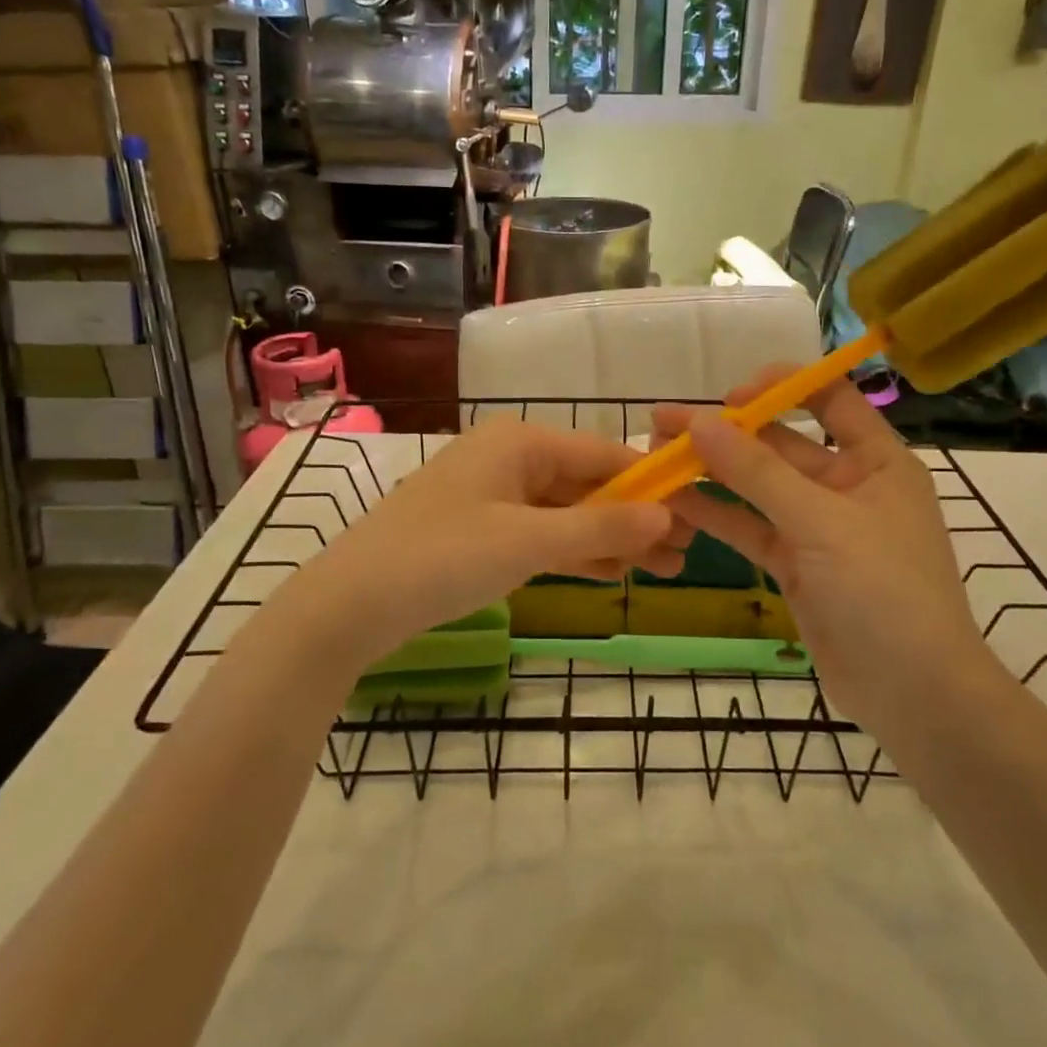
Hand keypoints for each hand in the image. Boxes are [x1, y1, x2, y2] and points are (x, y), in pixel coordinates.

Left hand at [279, 418, 687, 674]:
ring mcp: (494, 496)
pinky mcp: (481, 530)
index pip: (604, 454)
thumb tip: (667, 516)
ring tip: (662, 570)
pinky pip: (541, 534)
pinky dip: (574, 552)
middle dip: (635, 518)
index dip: (651, 483)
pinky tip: (612, 573)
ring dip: (611, 540)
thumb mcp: (528, 542)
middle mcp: (510, 458)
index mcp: (521, 442)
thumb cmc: (442, 558)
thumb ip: (600, 529)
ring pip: (567, 513)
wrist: (349, 604)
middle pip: (588, 484)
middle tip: (687, 554)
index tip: (696, 512)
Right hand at [652, 368, 984, 723]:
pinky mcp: (796, 564)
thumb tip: (701, 421)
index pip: (830, 398)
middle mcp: (847, 484)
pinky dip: (716, 515)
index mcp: (876, 460)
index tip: (729, 396)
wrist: (914, 696)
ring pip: (758, 488)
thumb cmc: (885, 592)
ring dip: (712, 472)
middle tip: (665, 421)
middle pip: (781, 443)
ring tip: (656, 456)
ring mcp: (818, 527)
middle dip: (726, 432)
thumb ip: (758, 472)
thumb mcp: (821, 523)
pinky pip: (752, 528)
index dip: (780, 388)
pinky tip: (673, 502)